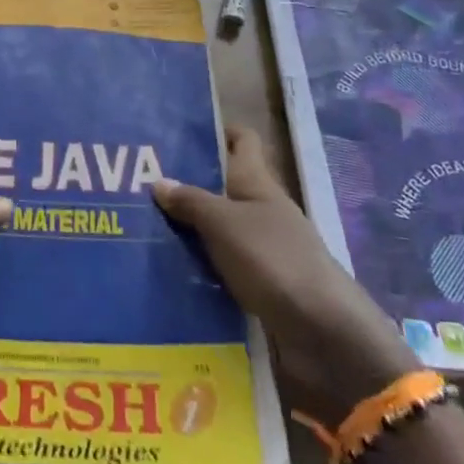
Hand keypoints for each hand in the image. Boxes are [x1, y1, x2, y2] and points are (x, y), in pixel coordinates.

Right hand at [154, 127, 416, 426]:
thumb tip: (159, 181)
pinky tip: (169, 268)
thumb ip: (191, 201)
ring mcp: (264, 248)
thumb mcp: (224, 224)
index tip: (181, 131)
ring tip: (143, 226)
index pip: (243, 142)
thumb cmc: (273, 260)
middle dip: (188, 183)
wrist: (321, 332)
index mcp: (258, 184)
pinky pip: (222, 263)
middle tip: (141, 183)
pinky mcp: (261, 284)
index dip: (218, 131)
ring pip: (220, 227)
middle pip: (225, 186)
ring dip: (190, 227)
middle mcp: (262, 211)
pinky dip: (200, 263)